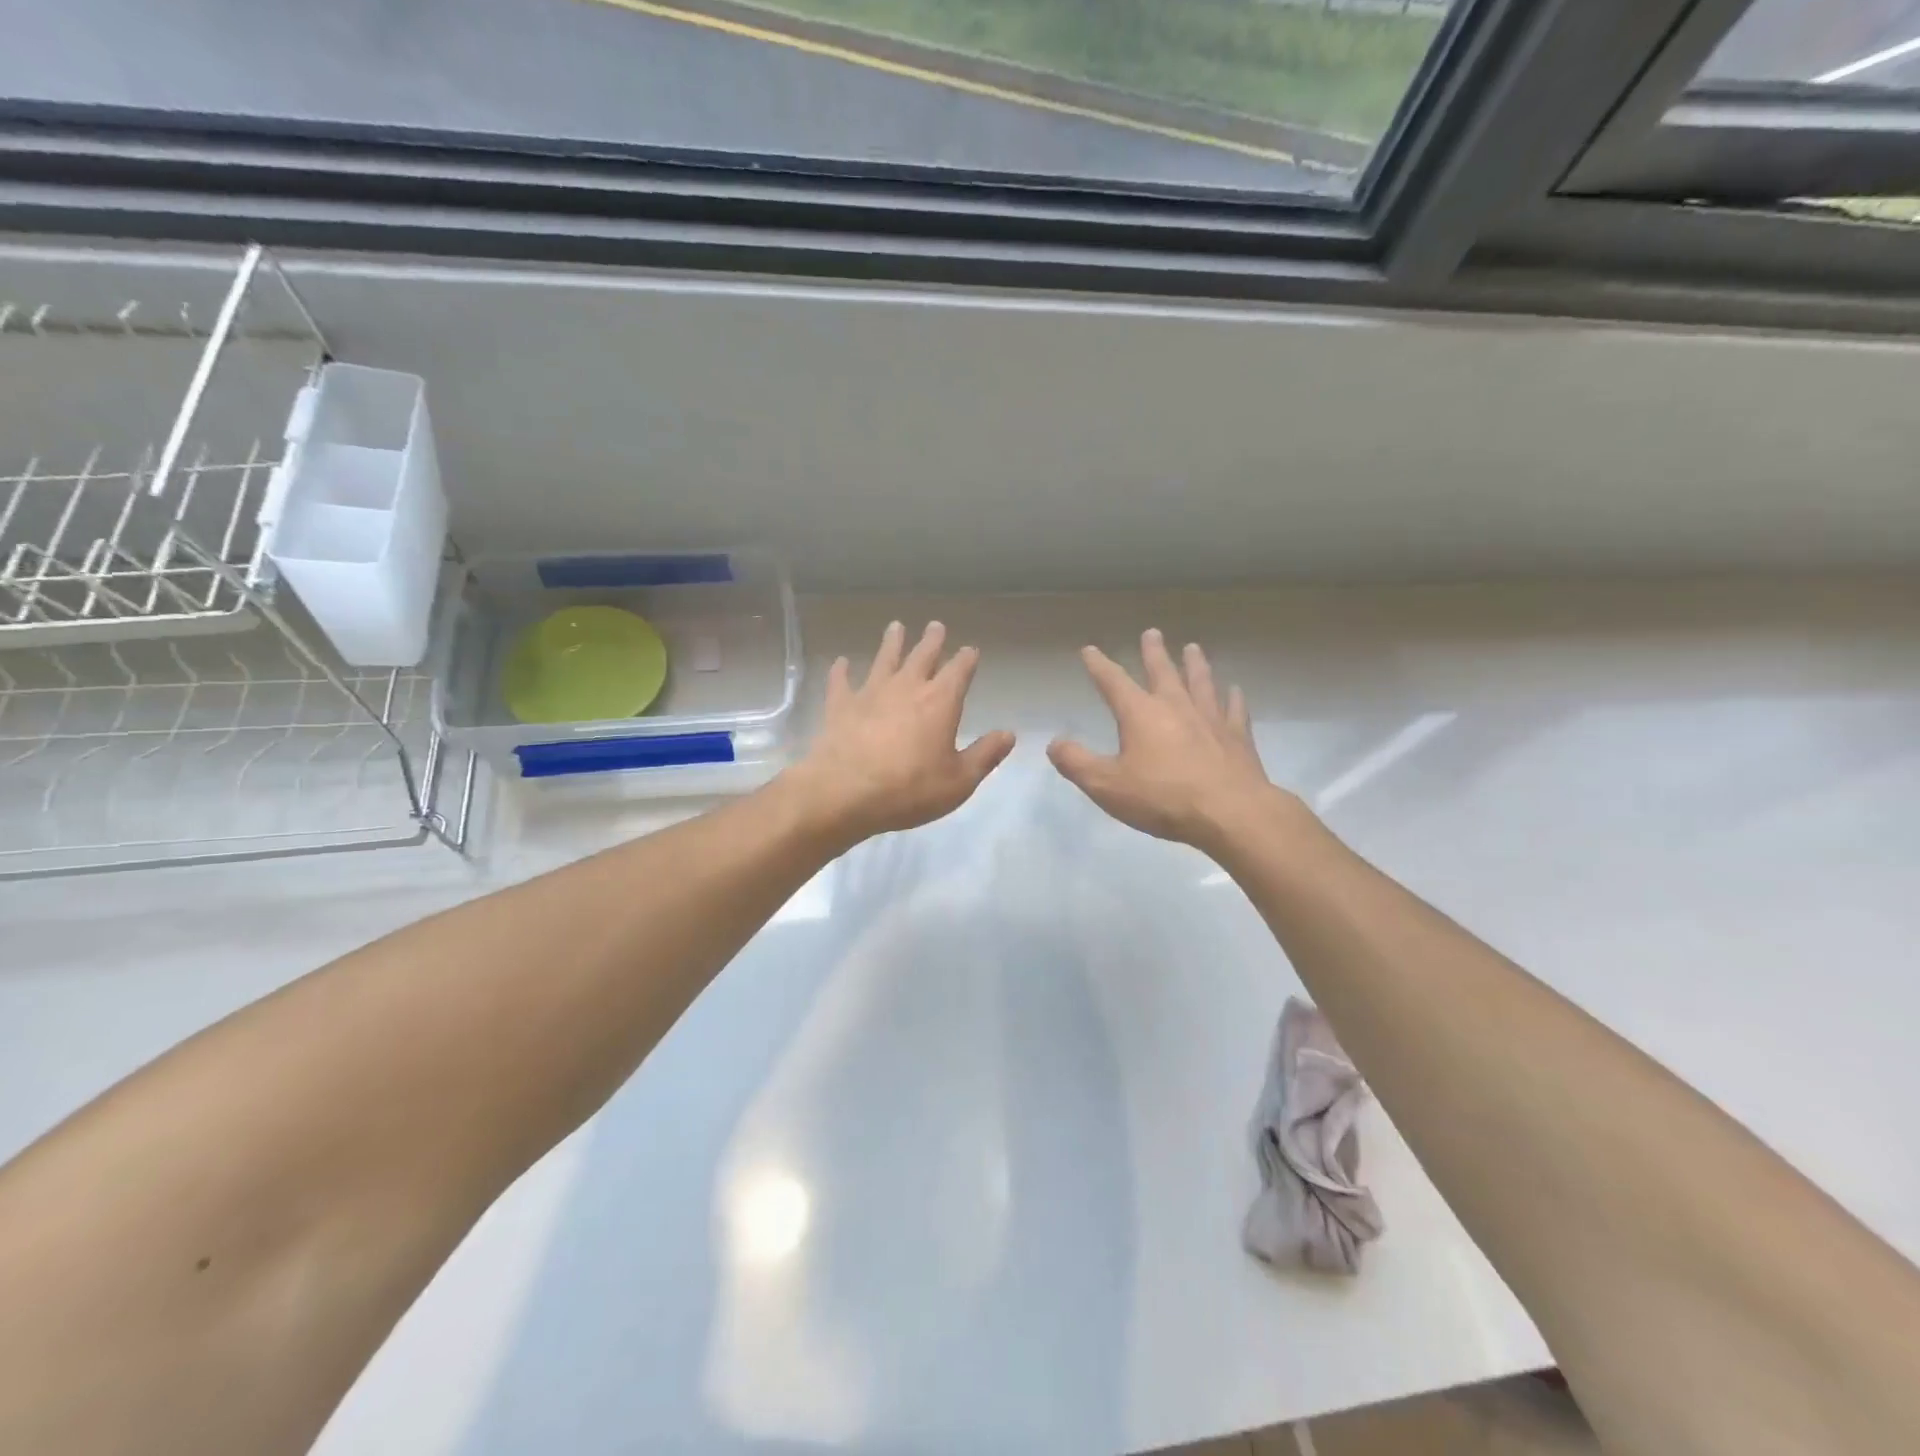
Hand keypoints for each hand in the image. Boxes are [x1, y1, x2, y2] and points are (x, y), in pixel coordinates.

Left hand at [787, 621, 1015, 844]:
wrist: (846, 791)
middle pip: (922, 656)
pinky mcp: (840, 706)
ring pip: (884, 659)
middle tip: (935, 626)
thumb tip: (1009, 734)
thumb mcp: (959, 780)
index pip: (959, 671)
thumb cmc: (910, 789)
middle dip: (932, 641)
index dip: (966, 659)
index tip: (970, 650)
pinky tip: (841, 662)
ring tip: (895, 627)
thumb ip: (985, 755)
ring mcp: (871, 693)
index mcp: (940, 702)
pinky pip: (841, 682)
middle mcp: (907, 687)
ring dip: (892, 643)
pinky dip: (841, 671)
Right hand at [1049, 629, 1283, 850]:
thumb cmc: (1162, 798)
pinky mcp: (1237, 737)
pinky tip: (1235, 690)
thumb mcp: (1106, 785)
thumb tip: (1054, 743)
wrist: (1229, 812)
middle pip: (1162, 671)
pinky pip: (1234, 710)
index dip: (1099, 665)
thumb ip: (1077, 763)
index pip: (1113, 682)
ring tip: (1193, 648)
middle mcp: (1175, 706)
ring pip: (1201, 682)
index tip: (1089, 650)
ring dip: (1195, 664)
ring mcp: (1210, 719)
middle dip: (1153, 652)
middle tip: (1152, 632)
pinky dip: (1233, 698)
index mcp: (1140, 714)